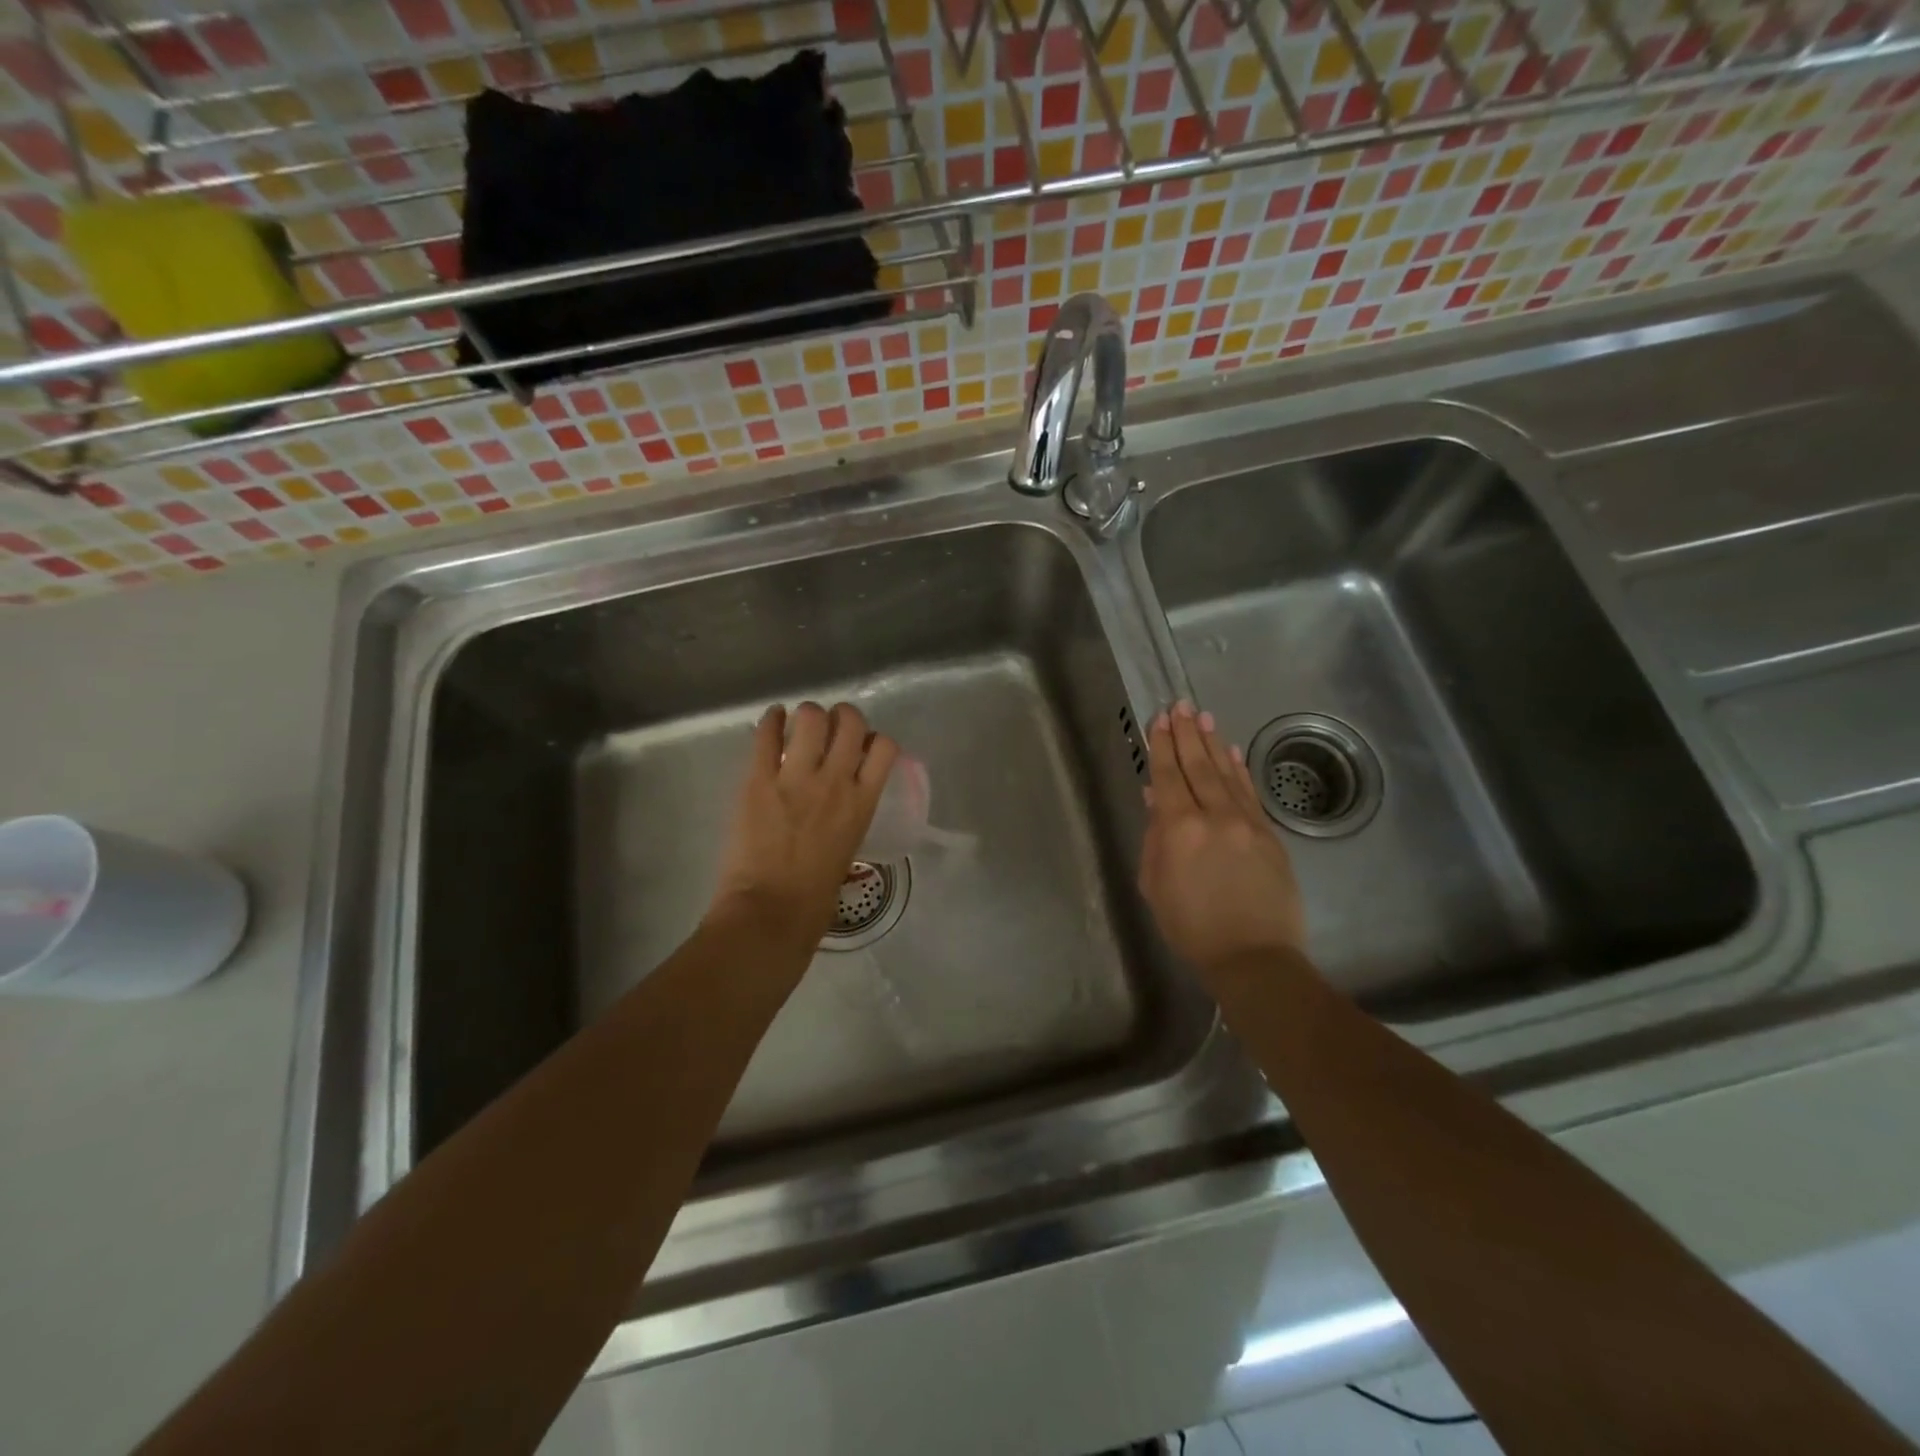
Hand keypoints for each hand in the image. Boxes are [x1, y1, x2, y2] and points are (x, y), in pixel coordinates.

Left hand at [708, 702, 898, 948]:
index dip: (873, 739)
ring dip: (808, 715)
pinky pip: (767, 734)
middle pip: (850, 721)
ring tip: (800, 725)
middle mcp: (835, 781)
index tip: (860, 747)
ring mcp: (796, 778)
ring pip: (811, 717)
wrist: (771, 911)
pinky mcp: (759, 780)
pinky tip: (772, 720)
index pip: (884, 747)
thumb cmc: (815, 897)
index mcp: (862, 803)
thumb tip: (840, 801)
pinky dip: (771, 720)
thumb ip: (849, 814)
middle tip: (830, 728)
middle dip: (842, 717)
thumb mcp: (849, 847)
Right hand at [1138, 700, 1308, 977]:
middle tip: (1180, 705)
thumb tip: (1155, 799)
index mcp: (1178, 829)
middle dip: (1186, 734)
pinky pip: (1250, 793)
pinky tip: (1232, 752)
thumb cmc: (1190, 927)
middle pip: (1197, 766)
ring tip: (1203, 717)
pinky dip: (1239, 770)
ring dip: (1213, 743)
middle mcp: (1213, 816)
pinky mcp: (1269, 834)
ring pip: (1225, 774)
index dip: (1162, 746)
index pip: (1168, 777)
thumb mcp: (1155, 885)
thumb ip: (1154, 838)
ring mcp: (1246, 823)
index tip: (1159, 719)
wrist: (1253, 957)